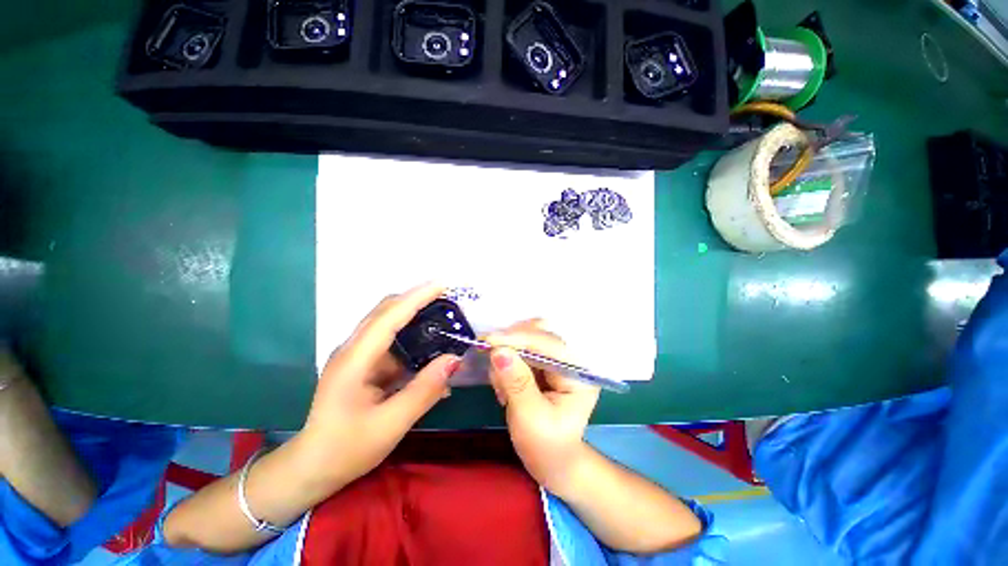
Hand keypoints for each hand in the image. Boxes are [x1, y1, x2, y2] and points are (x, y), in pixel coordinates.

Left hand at [298, 283, 460, 487]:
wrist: (311, 468)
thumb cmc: (347, 449)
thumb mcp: (390, 424)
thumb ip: (424, 390)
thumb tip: (454, 359)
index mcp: (355, 359)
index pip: (390, 316)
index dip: (417, 297)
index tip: (443, 284)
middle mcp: (353, 349)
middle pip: (386, 311)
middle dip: (417, 299)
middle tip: (448, 299)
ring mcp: (357, 355)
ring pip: (389, 324)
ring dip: (416, 317)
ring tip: (444, 319)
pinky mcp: (363, 364)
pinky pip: (392, 343)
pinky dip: (412, 340)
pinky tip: (430, 352)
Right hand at [486, 322, 599, 495]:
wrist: (552, 461)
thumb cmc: (546, 446)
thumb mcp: (530, 418)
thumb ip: (516, 383)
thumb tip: (498, 351)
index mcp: (578, 373)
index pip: (549, 344)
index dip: (518, 338)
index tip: (488, 340)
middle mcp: (570, 359)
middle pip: (539, 333)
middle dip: (512, 343)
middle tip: (487, 356)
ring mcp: (557, 359)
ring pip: (528, 337)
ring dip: (508, 353)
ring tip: (501, 386)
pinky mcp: (544, 363)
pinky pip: (522, 349)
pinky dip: (507, 361)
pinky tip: (503, 386)